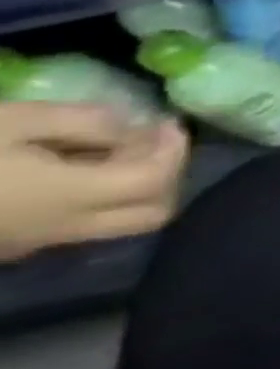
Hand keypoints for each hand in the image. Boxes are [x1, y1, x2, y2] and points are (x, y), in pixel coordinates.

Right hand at [0, 103, 188, 259]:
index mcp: (70, 197)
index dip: (174, 149)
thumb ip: (85, 122)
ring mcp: (32, 244)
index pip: (158, 181)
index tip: (165, 121)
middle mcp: (61, 228)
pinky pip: (77, 227)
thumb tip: (133, 127)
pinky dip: (98, 199)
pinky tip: (73, 167)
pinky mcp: (8, 247)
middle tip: (151, 141)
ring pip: (119, 224)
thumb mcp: (15, 121)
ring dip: (135, 188)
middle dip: (167, 175)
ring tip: (111, 150)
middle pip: (153, 213)